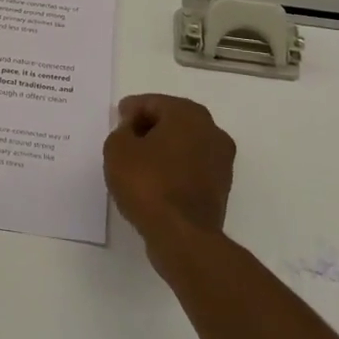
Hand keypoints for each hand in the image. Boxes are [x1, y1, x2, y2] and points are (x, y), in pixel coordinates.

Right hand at [103, 94, 234, 240]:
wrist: (182, 235)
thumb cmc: (147, 183)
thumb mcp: (117, 149)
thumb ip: (122, 130)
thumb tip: (133, 129)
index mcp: (188, 114)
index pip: (153, 103)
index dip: (131, 110)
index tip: (117, 120)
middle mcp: (212, 131)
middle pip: (172, 121)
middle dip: (148, 127)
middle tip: (125, 139)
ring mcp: (221, 161)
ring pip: (184, 145)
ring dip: (163, 149)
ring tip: (137, 163)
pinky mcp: (221, 187)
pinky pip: (190, 168)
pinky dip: (173, 169)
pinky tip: (154, 181)